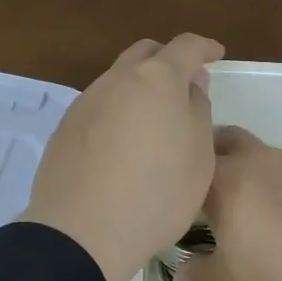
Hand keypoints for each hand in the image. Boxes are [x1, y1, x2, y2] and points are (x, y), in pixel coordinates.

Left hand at [22, 34, 224, 280]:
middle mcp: (117, 80)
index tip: (216, 54)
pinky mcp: (65, 128)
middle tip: (185, 86)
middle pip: (145, 54)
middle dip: (168, 60)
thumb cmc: (156, 194)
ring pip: (119, 80)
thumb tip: (190, 84)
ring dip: (140, 88)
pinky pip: (100, 106)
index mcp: (156, 78)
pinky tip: (123, 145)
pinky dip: (118, 112)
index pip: (185, 46)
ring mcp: (86, 102)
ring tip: (154, 121)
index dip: (204, 47)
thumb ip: (198, 110)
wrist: (81, 234)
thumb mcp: (199, 156)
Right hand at [177, 126, 281, 280]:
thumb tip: (179, 274)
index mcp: (228, 179)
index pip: (191, 162)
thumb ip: (202, 271)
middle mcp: (259, 159)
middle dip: (212, 157)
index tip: (174, 197)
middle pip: (225, 139)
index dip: (180, 177)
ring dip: (245, 169)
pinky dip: (275, 181)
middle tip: (205, 192)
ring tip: (245, 208)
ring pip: (258, 153)